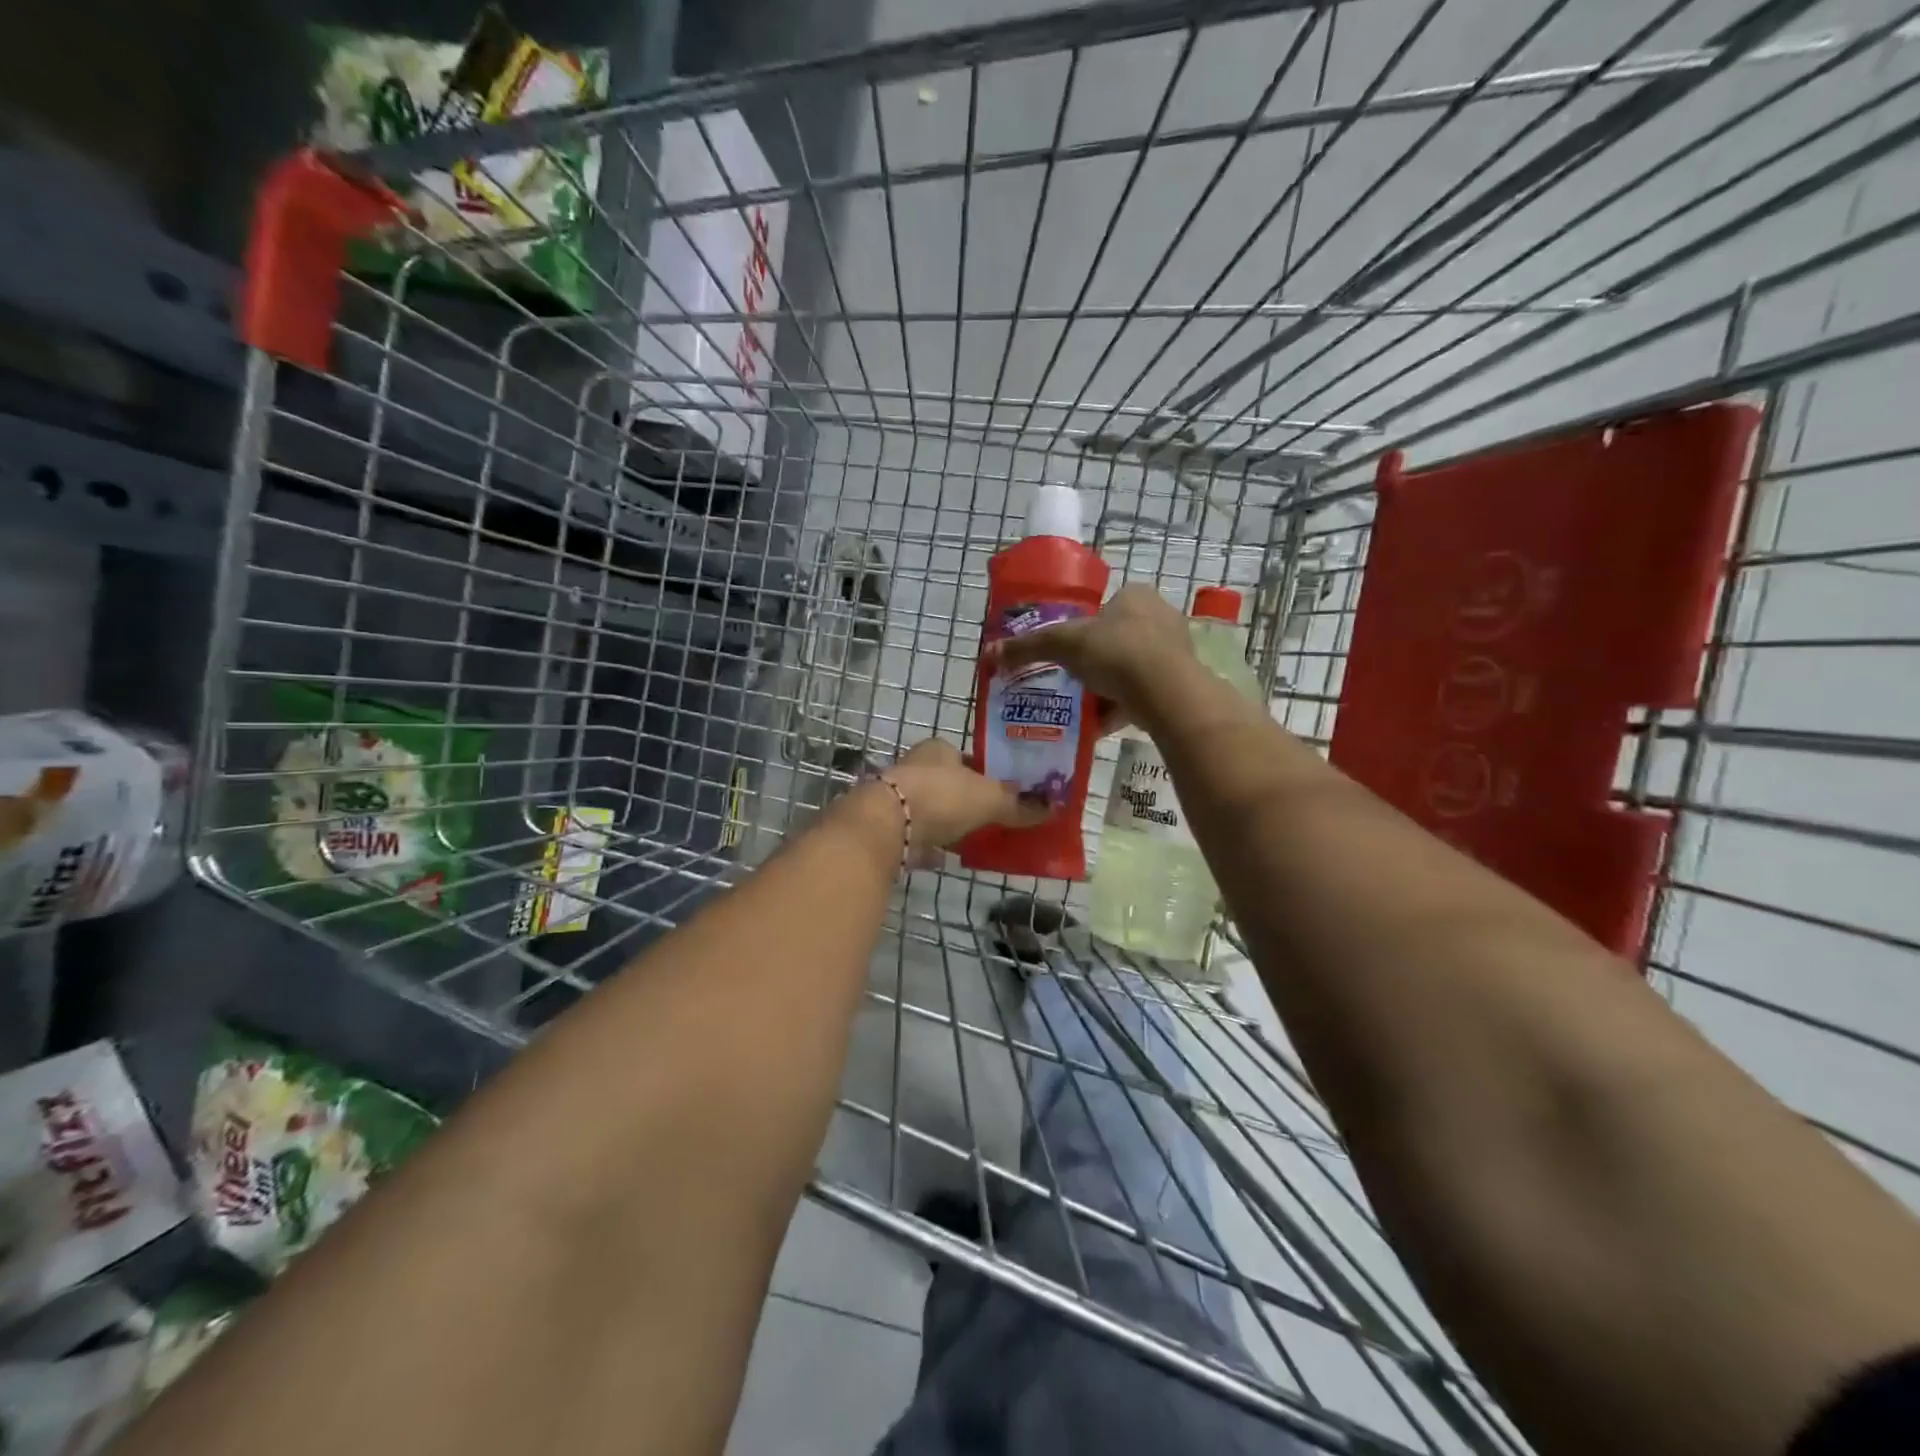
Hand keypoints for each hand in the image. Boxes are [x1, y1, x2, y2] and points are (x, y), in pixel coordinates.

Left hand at [881, 738, 1045, 865]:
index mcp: (938, 750)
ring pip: (932, 810)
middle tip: (994, 818)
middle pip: (948, 783)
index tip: (1004, 792)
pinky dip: (932, 847)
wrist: (887, 826)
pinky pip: (918, 838)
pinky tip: (948, 858)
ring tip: (976, 839)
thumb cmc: (942, 797)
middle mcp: (915, 768)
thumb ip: (1019, 805)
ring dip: (949, 823)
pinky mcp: (888, 829)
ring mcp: (898, 799)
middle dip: (967, 800)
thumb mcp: (990, 799)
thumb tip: (1053, 809)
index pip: (967, 757)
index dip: (986, 773)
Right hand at [983, 584, 1196, 732]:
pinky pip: (1144, 694)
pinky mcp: (1181, 684)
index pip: (1105, 606)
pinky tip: (1101, 725)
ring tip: (1084, 705)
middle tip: (1072, 680)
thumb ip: (1028, 647)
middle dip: (1096, 661)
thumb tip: (989, 653)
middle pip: (1118, 639)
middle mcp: (1161, 617)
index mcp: (1136, 596)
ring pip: (1132, 668)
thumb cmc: (1116, 652)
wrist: (1166, 693)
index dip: (1084, 628)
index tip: (1067, 651)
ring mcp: (1176, 652)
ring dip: (1109, 687)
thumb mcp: (1063, 644)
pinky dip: (1123, 707)